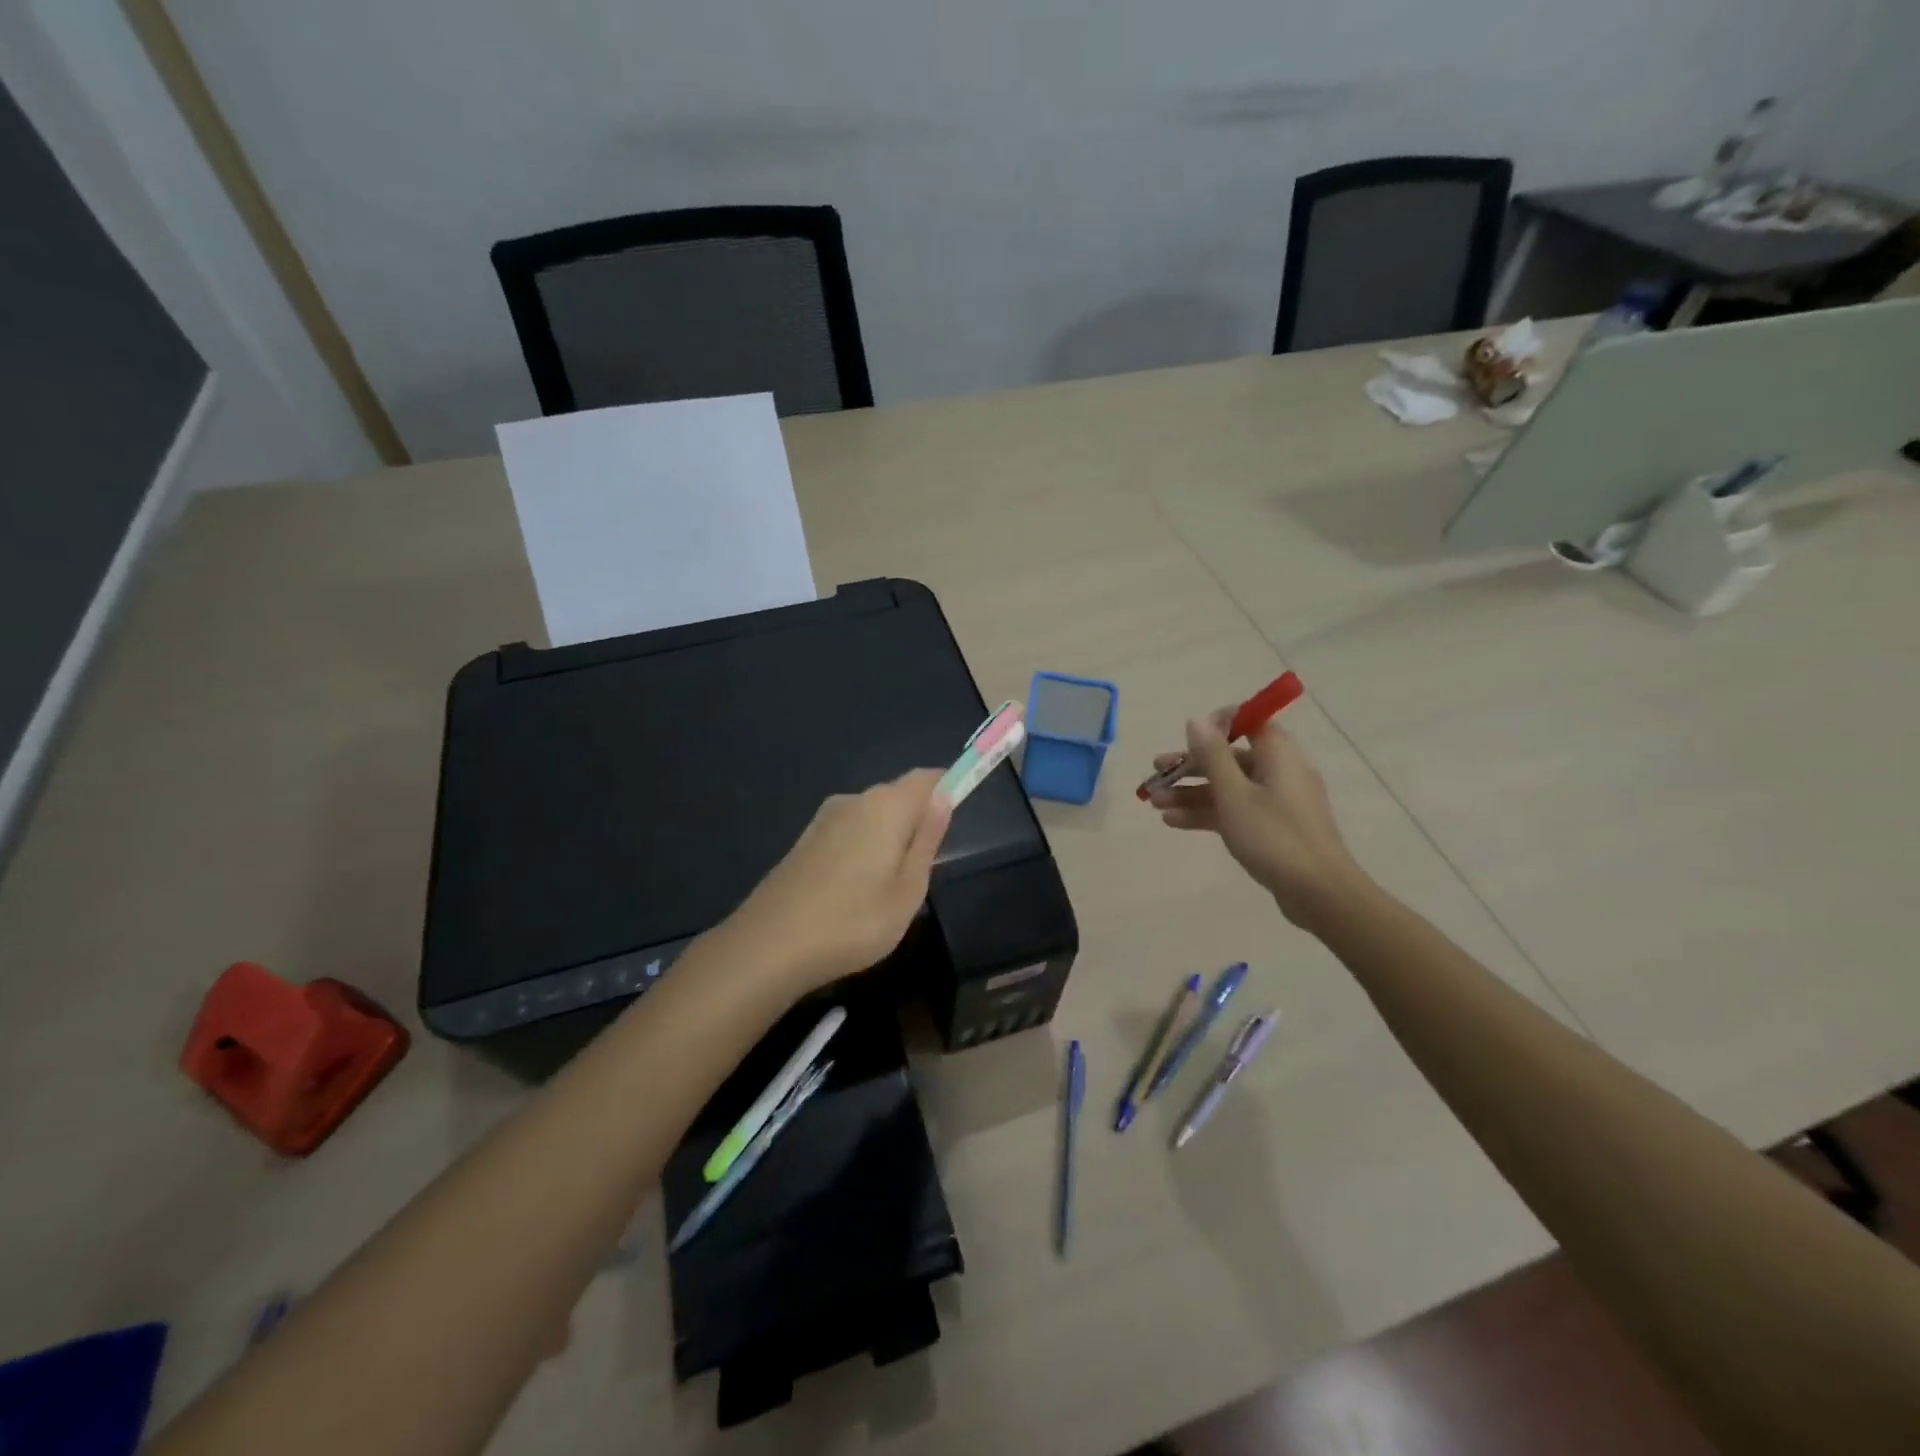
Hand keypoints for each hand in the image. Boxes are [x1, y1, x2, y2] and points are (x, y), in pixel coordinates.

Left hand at [725, 769, 952, 992]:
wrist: (771, 944)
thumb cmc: (854, 920)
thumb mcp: (908, 890)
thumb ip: (927, 840)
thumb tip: (943, 800)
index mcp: (886, 806)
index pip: (926, 778)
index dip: (948, 786)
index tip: (959, 812)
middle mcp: (854, 800)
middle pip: (897, 795)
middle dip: (917, 819)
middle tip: (925, 869)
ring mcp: (824, 819)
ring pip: (871, 816)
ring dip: (889, 837)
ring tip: (889, 888)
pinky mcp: (805, 840)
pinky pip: (849, 831)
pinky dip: (863, 848)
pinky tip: (857, 889)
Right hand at [1148, 715, 1368, 928]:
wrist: (1318, 893)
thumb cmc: (1274, 836)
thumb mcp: (1234, 794)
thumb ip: (1212, 755)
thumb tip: (1197, 719)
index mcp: (1278, 754)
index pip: (1249, 721)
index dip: (1217, 725)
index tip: (1186, 738)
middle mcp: (1278, 771)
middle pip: (1229, 757)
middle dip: (1190, 766)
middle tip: (1156, 773)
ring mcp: (1275, 801)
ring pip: (1227, 787)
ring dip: (1191, 793)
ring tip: (1155, 803)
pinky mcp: (1271, 828)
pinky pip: (1234, 810)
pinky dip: (1206, 813)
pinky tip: (1174, 822)